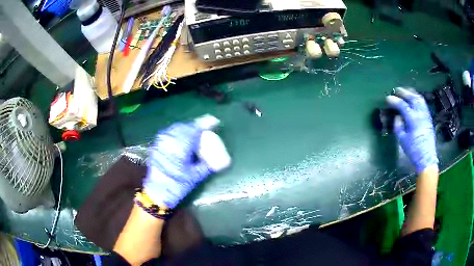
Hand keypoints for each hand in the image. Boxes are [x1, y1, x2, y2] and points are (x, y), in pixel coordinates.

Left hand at [144, 121, 230, 207]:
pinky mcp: (156, 145)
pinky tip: (180, 139)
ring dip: (186, 129)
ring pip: (176, 128)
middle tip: (204, 130)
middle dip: (196, 126)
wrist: (157, 192)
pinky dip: (177, 133)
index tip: (214, 121)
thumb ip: (206, 165)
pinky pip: (169, 133)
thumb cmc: (177, 185)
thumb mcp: (195, 176)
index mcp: (181, 147)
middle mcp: (170, 140)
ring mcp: (161, 141)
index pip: (195, 129)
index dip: (205, 123)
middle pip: (185, 126)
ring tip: (193, 134)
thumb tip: (217, 160)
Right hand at [386, 87, 437, 172]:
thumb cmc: (413, 150)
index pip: (403, 105)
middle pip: (412, 97)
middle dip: (403, 92)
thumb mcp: (402, 140)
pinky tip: (414, 100)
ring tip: (406, 92)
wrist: (427, 158)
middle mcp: (420, 114)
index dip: (394, 100)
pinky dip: (417, 98)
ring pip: (419, 98)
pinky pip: (423, 103)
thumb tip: (398, 116)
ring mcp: (426, 115)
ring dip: (411, 93)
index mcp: (413, 119)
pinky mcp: (429, 118)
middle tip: (396, 90)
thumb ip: (399, 126)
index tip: (388, 98)